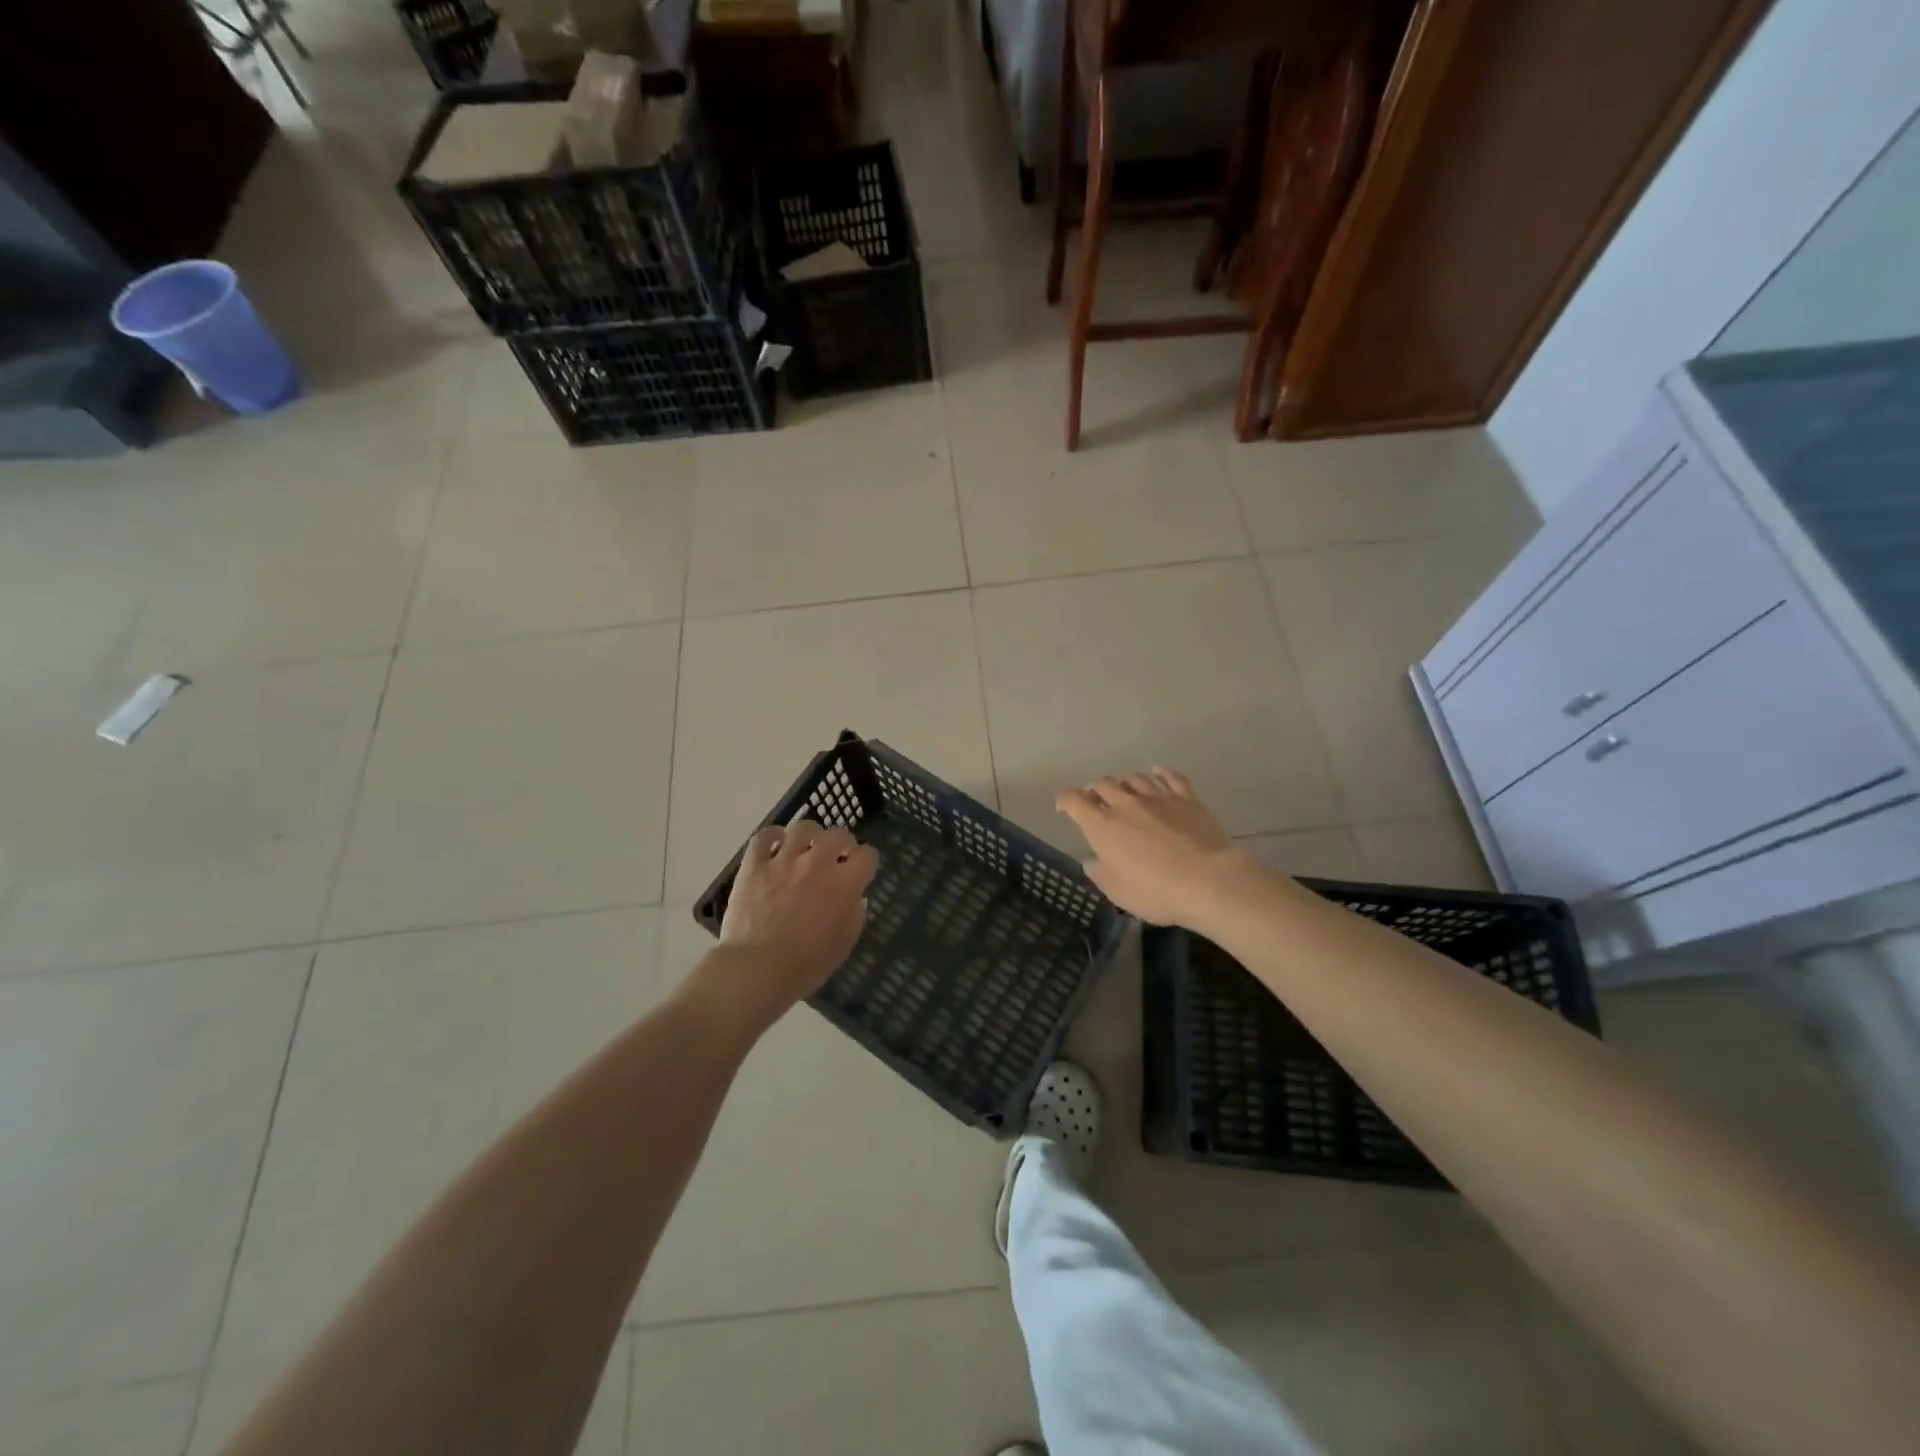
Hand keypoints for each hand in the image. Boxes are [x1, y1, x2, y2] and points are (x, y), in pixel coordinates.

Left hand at [715, 818, 878, 1021]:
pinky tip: (775, 844)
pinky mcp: (754, 864)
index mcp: (844, 884)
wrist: (758, 968)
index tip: (860, 870)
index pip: (868, 855)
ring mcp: (784, 860)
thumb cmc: (806, 965)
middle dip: (842, 842)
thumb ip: (854, 916)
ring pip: (803, 828)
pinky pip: (764, 836)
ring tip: (805, 846)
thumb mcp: (843, 946)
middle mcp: (818, 863)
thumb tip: (856, 897)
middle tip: (836, 856)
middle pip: (838, 834)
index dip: (866, 861)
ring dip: (809, 835)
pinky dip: (772, 836)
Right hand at [1056, 768, 1261, 928]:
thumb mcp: (1118, 893)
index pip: (1074, 801)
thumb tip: (1092, 860)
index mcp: (1102, 826)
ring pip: (1134, 778)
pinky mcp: (1187, 798)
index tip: (1065, 808)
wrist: (1209, 882)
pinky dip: (1160, 773)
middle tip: (1097, 803)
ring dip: (1125, 784)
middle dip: (1095, 791)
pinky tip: (1158, 773)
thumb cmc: (1156, 892)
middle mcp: (1125, 804)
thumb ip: (1100, 874)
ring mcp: (1158, 797)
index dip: (1066, 801)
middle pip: (1103, 784)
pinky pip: (1171, 777)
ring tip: (1126, 793)